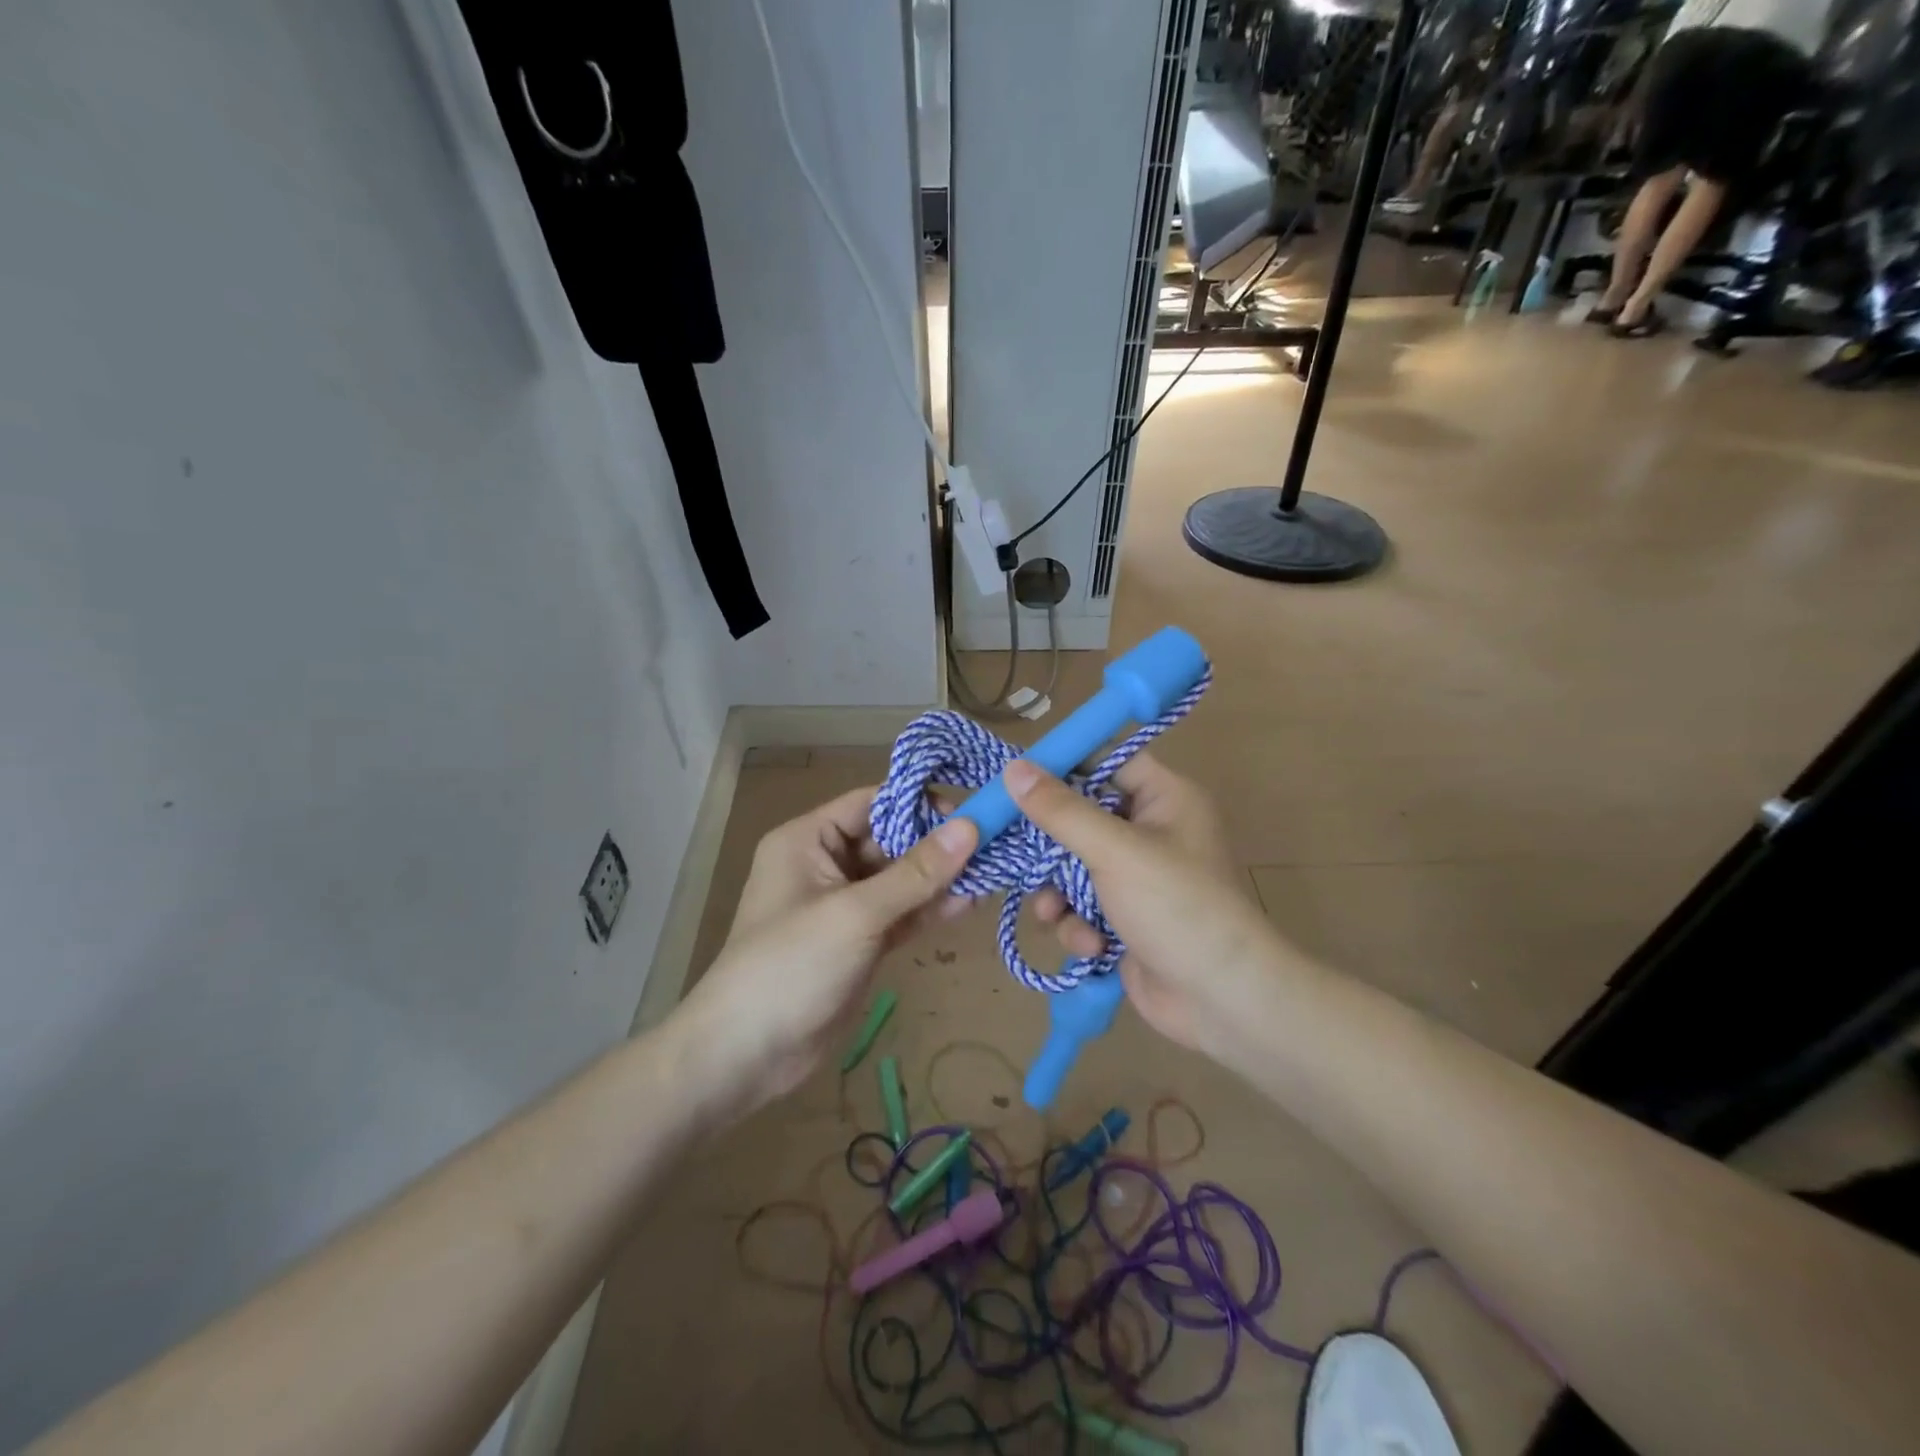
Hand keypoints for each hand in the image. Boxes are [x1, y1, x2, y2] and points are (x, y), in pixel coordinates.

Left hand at [670, 787, 976, 1120]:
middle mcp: (826, 864)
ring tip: (992, 871)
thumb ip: (916, 873)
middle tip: (993, 843)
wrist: (746, 1055)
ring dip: (940, 878)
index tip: (969, 811)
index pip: (871, 803)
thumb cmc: (791, 966)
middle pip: (891, 840)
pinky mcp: (861, 941)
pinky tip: (969, 903)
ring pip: (901, 880)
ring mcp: (845, 905)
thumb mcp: (856, 913)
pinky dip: (930, 910)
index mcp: (809, 840)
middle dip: (937, 844)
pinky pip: (901, 914)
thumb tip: (970, 826)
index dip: (918, 803)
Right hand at [1005, 754, 1284, 1059]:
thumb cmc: (1176, 907)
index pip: (1106, 762)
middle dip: (1050, 845)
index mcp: (1164, 799)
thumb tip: (1014, 768)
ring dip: (1058, 892)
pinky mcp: (1124, 919)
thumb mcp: (1115, 851)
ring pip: (1073, 867)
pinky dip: (1079, 924)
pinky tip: (1089, 945)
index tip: (1016, 778)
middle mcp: (1151, 832)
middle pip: (1081, 817)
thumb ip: (1061, 810)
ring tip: (1054, 912)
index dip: (1063, 767)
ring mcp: (1137, 879)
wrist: (1221, 1000)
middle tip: (1015, 851)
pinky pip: (1083, 906)